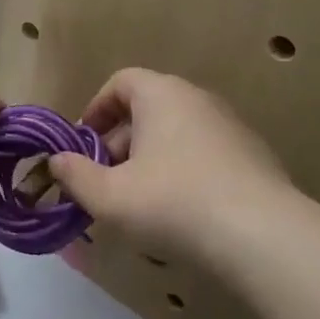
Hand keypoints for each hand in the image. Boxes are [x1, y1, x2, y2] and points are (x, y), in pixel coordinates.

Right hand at [48, 68, 293, 264]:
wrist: (263, 236)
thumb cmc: (173, 203)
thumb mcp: (109, 196)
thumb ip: (75, 176)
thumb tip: (57, 161)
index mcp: (162, 95)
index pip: (121, 82)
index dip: (95, 110)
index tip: (83, 145)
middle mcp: (198, 100)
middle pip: (147, 111)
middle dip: (118, 145)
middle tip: (104, 183)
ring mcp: (231, 127)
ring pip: (175, 136)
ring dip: (149, 162)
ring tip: (138, 204)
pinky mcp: (253, 157)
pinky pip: (203, 156)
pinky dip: (182, 175)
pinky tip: (179, 215)